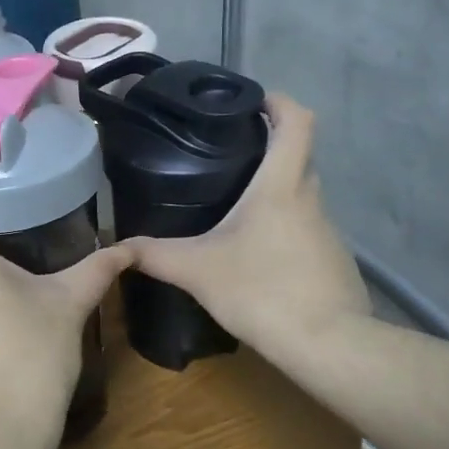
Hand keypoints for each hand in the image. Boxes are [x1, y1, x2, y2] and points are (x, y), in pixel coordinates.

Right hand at [124, 95, 371, 367]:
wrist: (328, 346)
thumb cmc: (262, 292)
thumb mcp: (197, 271)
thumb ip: (154, 255)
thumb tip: (115, 246)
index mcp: (282, 186)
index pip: (297, 121)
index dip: (278, 102)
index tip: (252, 101)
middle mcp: (311, 199)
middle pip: (299, 155)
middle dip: (269, 146)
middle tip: (228, 153)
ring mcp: (328, 230)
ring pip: (302, 194)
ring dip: (275, 190)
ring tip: (234, 203)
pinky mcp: (332, 259)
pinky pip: (306, 227)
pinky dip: (283, 226)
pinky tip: (257, 252)